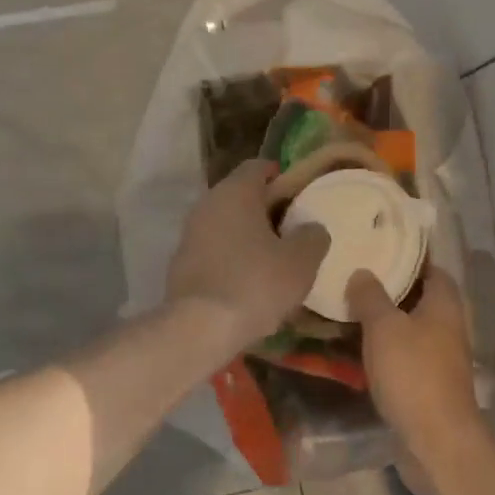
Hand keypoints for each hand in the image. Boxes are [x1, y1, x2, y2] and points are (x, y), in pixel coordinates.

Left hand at [167, 161, 329, 344]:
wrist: (199, 328)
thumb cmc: (255, 284)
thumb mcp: (301, 261)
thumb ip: (312, 236)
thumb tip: (311, 228)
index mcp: (235, 192)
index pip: (258, 167)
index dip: (282, 176)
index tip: (301, 194)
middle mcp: (207, 204)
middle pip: (241, 195)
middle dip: (267, 208)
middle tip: (294, 228)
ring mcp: (189, 234)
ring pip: (226, 224)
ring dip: (249, 235)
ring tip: (276, 258)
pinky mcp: (181, 264)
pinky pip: (214, 250)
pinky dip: (232, 257)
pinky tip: (250, 281)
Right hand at [348, 268, 480, 456]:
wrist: (436, 441)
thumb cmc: (412, 373)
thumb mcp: (384, 326)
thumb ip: (370, 296)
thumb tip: (363, 272)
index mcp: (444, 305)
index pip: (432, 268)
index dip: (408, 257)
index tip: (378, 249)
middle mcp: (448, 327)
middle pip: (420, 298)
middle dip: (390, 289)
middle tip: (354, 278)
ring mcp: (441, 358)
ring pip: (410, 329)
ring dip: (385, 321)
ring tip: (348, 310)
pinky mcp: (429, 384)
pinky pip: (404, 356)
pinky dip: (385, 349)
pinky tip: (357, 348)